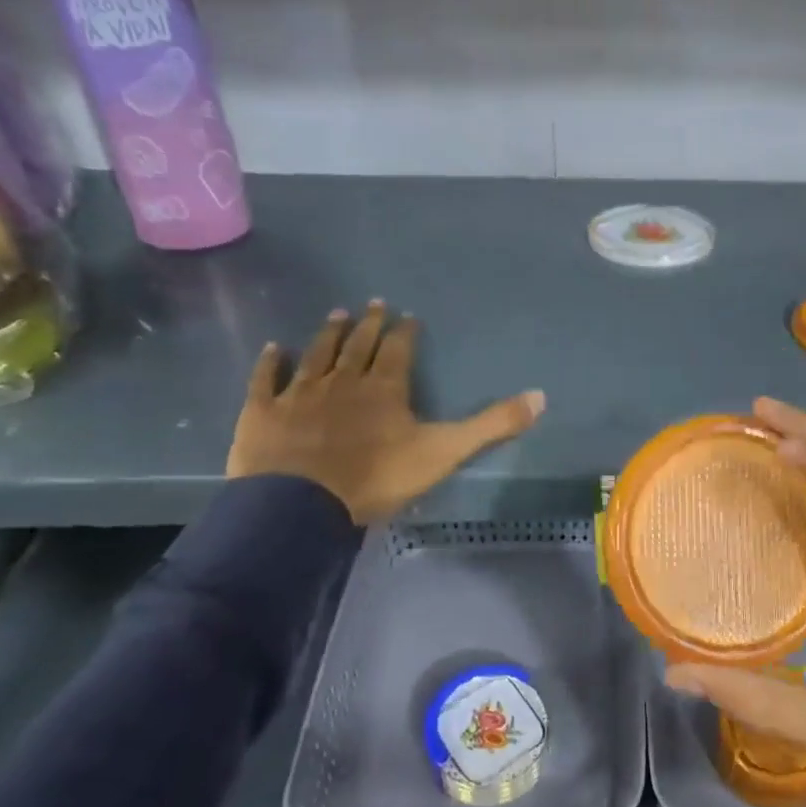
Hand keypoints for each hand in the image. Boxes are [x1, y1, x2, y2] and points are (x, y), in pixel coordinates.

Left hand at [226, 303, 544, 524]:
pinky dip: (272, 363)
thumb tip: (541, 396)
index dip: (404, 332)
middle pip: (358, 345)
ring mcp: (300, 393)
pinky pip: (268, 380)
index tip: (407, 316)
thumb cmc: (377, 477)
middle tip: (372, 303)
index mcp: (385, 388)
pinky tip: (274, 348)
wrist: (301, 504)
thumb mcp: (445, 452)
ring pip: (318, 354)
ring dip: (328, 334)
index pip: (398, 350)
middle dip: (368, 324)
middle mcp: (343, 380)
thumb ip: (492, 425)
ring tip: (336, 313)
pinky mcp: (264, 411)